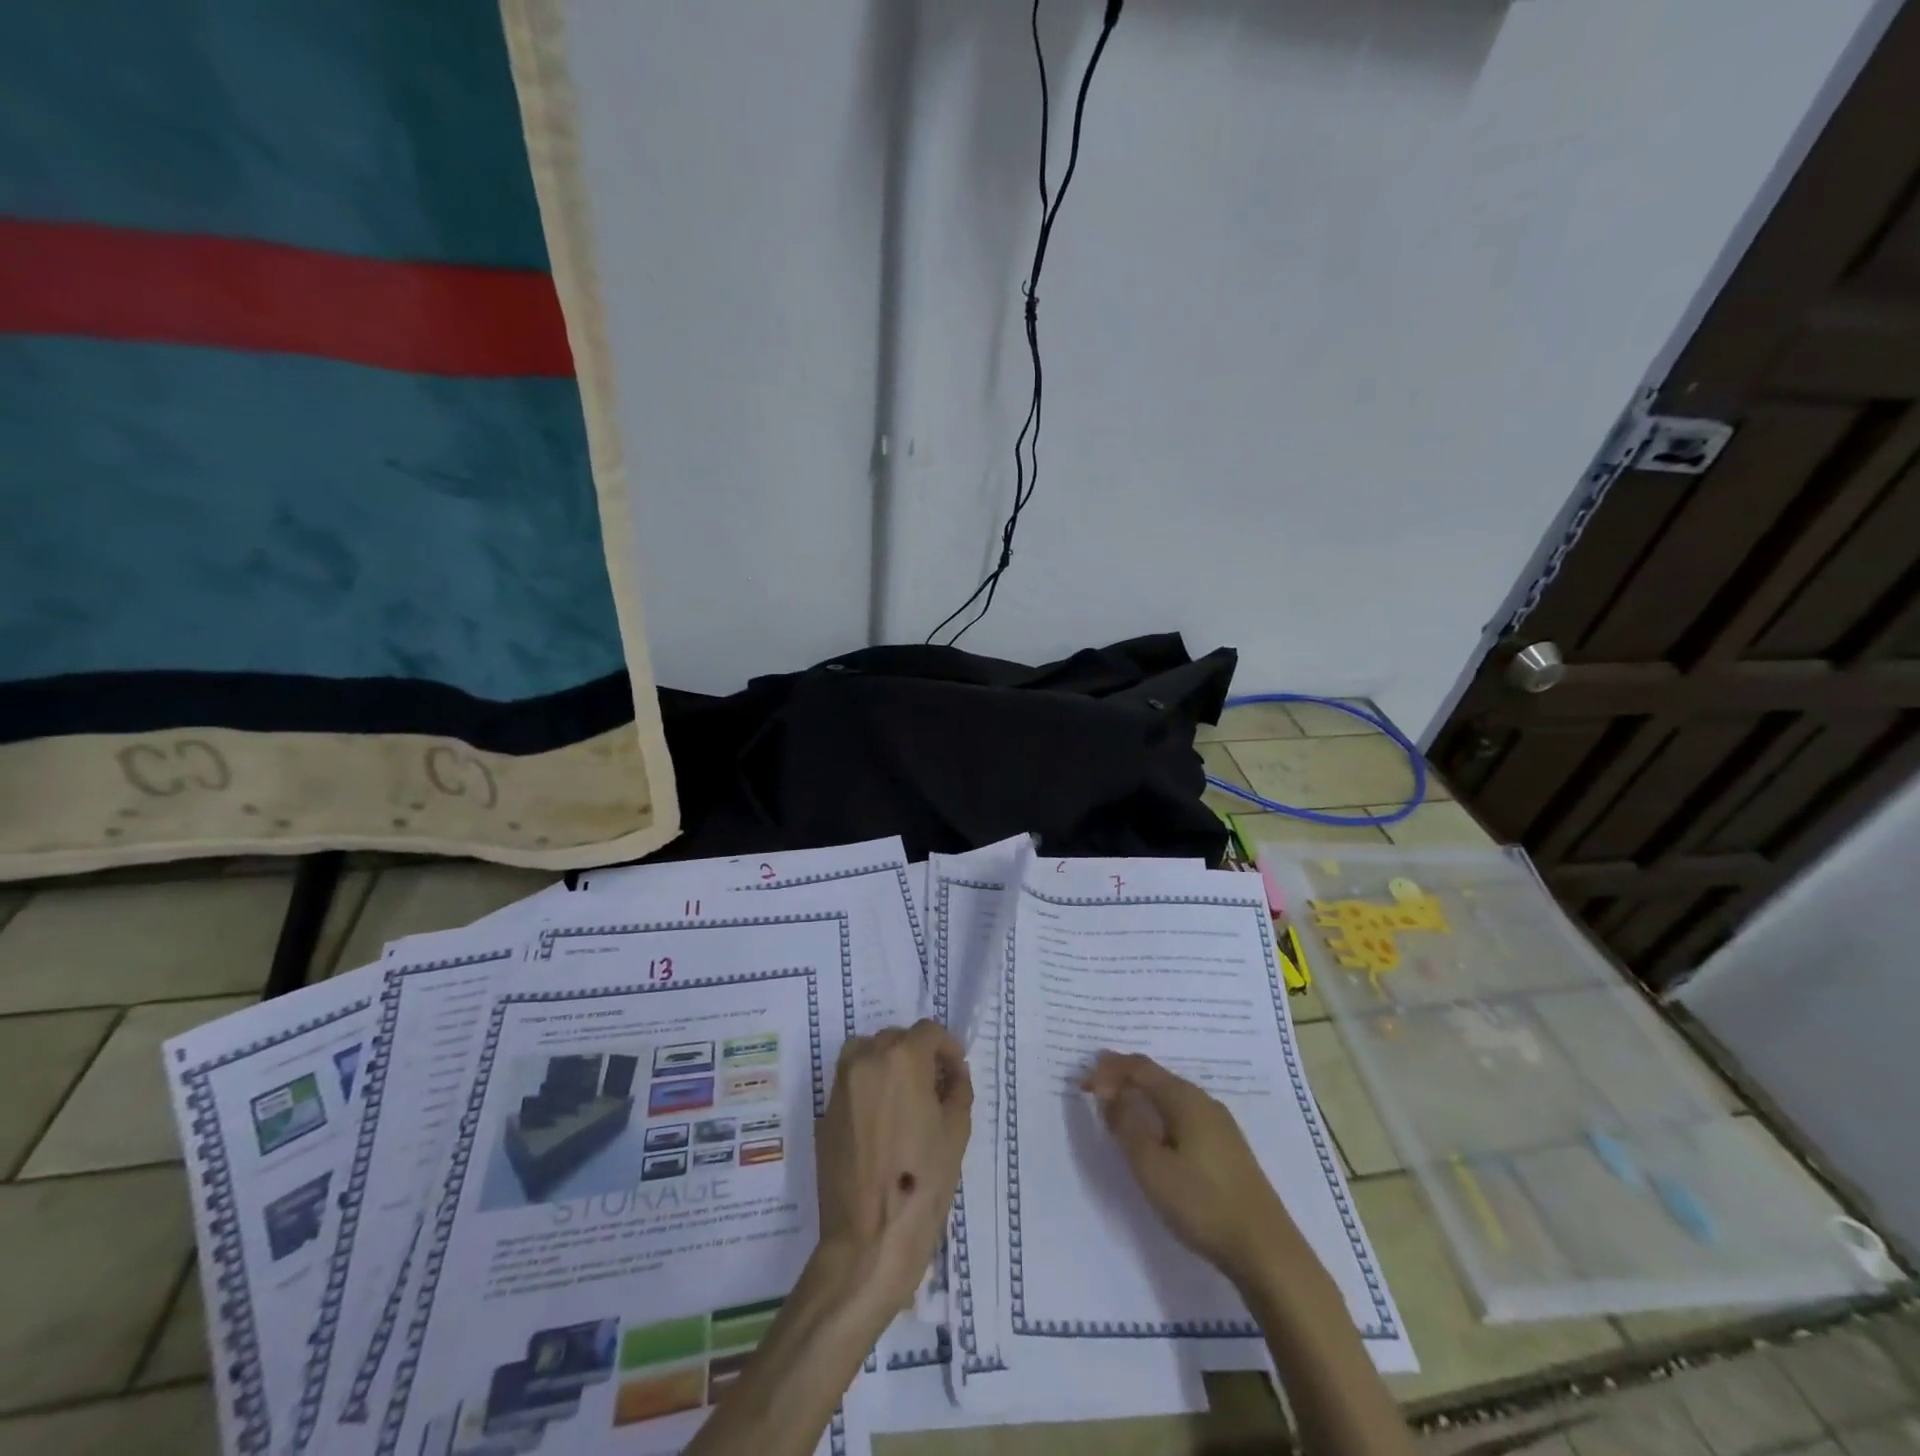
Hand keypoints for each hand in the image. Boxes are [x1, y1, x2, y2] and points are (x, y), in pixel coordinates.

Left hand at [815, 1021, 971, 1312]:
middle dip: (918, 1055)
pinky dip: (868, 1087)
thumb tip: (952, 1074)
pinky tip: (882, 1123)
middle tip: (934, 1088)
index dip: (947, 1048)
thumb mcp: (956, 1131)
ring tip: (904, 1098)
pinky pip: (851, 1082)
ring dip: (887, 1063)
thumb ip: (957, 1089)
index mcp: (901, 1058)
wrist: (869, 1239)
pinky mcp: (825, 1113)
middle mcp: (866, 1060)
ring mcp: (841, 1086)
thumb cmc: (923, 1183)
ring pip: (867, 1053)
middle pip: (895, 1038)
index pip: (928, 1031)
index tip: (955, 1073)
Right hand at [1083, 1051, 1295, 1285]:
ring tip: (1116, 1108)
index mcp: (1185, 1099)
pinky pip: (1181, 1113)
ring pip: (1169, 1095)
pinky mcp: (1226, 1147)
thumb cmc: (1203, 1204)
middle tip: (1094, 1089)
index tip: (1082, 1085)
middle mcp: (1203, 1101)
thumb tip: (1111, 1094)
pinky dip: (1157, 1112)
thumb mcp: (1152, 1167)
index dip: (1107, 1070)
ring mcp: (1219, 1124)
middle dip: (1122, 1077)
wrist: (1267, 1251)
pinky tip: (1152, 1133)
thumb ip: (1127, 1126)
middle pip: (1156, 1076)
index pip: (1139, 1067)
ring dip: (1140, 1095)